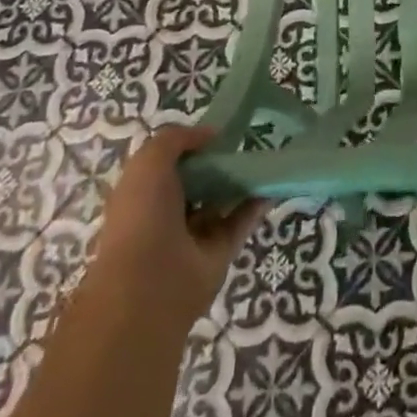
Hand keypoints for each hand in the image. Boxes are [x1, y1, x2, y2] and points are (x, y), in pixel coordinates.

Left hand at [80, 126, 264, 335]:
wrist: (150, 284)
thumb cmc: (143, 215)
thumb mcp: (150, 160)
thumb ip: (178, 139)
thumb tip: (210, 134)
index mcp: (143, 194)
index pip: (169, 164)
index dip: (192, 146)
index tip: (218, 131)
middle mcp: (166, 215)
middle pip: (198, 182)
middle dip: (219, 162)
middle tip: (246, 140)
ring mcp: (194, 236)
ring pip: (221, 201)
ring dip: (240, 181)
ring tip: (265, 155)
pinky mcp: (219, 252)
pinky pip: (241, 222)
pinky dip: (257, 203)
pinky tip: (273, 182)